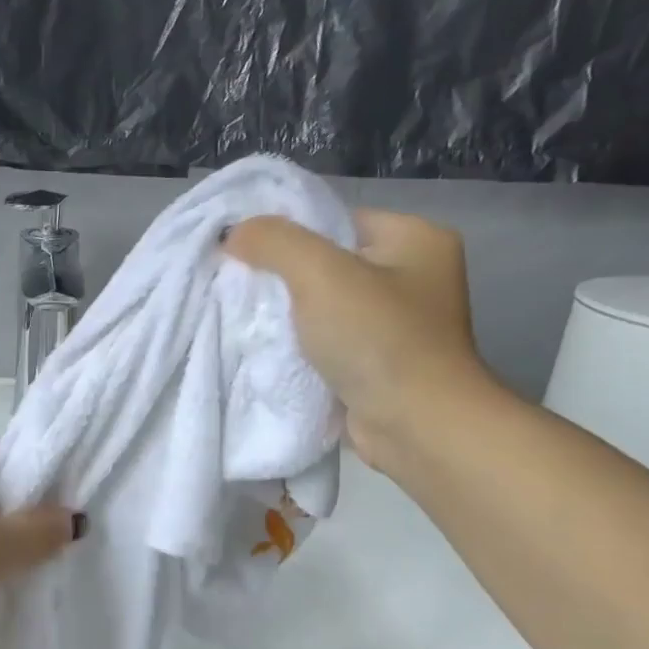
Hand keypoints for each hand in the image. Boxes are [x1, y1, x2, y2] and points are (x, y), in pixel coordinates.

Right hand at [225, 210, 493, 471]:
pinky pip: (327, 340)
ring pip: (323, 306)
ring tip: (246, 318)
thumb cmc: (377, 339)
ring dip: (287, 315)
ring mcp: (397, 323)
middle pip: (327, 263)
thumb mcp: (320, 273)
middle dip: (282, 277)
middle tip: (238, 286)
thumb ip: (274, 242)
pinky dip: (299, 345)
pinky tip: (268, 348)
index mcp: (415, 239)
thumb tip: (233, 232)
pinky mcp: (379, 362)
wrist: (415, 427)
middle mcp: (413, 276)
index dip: (286, 233)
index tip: (242, 252)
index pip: (335, 221)